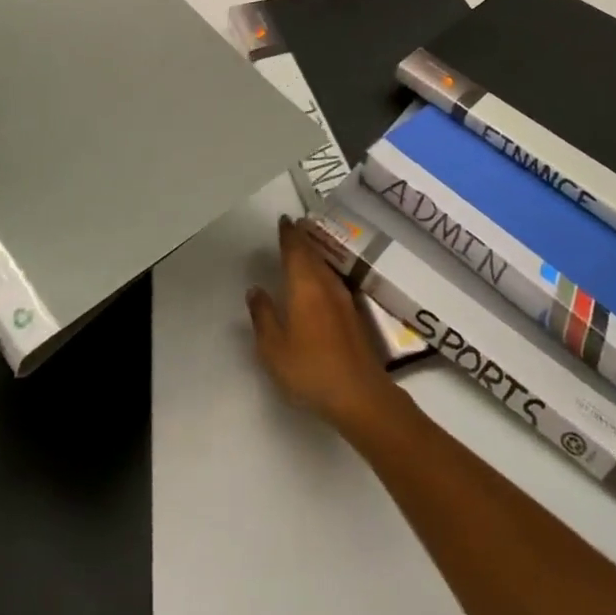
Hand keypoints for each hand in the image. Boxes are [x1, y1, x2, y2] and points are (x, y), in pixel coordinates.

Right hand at [247, 217, 404, 437]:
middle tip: (293, 226)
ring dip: (314, 254)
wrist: (360, 395)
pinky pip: (333, 281)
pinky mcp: (354, 316)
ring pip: (325, 267)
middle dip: (302, 239)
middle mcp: (326, 284)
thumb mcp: (274, 348)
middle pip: (313, 254)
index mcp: (305, 286)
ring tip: (304, 248)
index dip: (289, 234)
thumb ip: (263, 315)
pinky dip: (323, 272)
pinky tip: (320, 281)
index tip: (284, 220)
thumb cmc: (310, 369)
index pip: (295, 250)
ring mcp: (344, 299)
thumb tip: (255, 289)